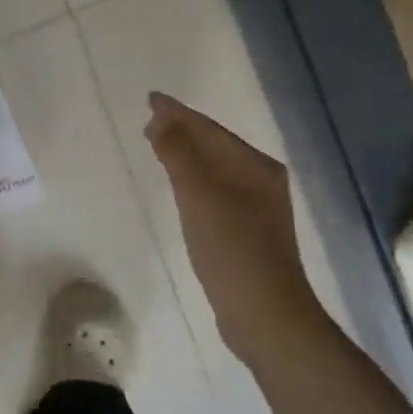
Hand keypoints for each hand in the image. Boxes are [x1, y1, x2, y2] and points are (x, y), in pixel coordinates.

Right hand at [144, 92, 327, 364]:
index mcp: (255, 166)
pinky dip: (192, 179)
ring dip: (186, 154)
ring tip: (157, 145)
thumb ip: (178, 153)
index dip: (179, 113)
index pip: (210, 129)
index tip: (151, 100)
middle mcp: (260, 180)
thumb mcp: (199, 196)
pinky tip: (179, 185)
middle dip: (182, 131)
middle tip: (148, 122)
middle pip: (214, 146)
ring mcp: (256, 207)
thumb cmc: (231, 249)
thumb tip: (161, 118)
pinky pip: (214, 189)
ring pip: (213, 168)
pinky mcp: (246, 230)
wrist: (264, 314)